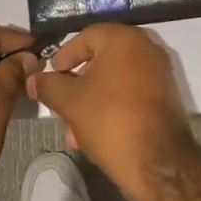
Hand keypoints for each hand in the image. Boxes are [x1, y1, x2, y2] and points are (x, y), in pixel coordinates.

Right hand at [27, 24, 199, 200]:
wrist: (159, 164)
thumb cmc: (110, 120)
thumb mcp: (70, 102)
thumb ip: (49, 86)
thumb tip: (34, 79)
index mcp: (124, 39)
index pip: (85, 37)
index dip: (64, 56)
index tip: (51, 77)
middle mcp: (146, 48)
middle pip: (101, 59)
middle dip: (77, 84)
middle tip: (60, 104)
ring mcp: (159, 73)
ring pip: (115, 80)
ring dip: (92, 99)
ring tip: (74, 130)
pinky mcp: (166, 98)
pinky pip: (131, 94)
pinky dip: (112, 107)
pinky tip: (95, 134)